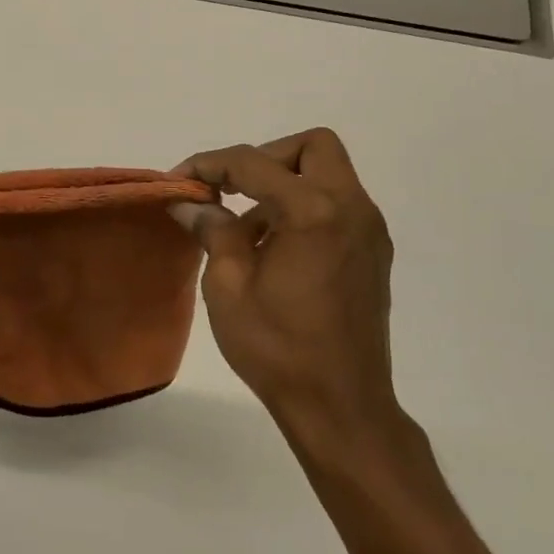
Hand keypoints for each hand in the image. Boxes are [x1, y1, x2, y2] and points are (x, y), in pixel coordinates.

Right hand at [172, 128, 397, 444]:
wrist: (341, 406)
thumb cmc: (278, 348)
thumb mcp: (228, 286)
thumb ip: (212, 230)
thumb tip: (191, 203)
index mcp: (315, 212)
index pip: (254, 163)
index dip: (210, 164)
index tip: (179, 181)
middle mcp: (352, 208)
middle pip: (312, 147)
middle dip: (266, 158)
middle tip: (231, 190)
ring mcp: (369, 231)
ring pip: (328, 175)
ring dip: (285, 186)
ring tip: (246, 233)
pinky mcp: (374, 253)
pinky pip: (337, 207)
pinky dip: (305, 209)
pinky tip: (276, 251)